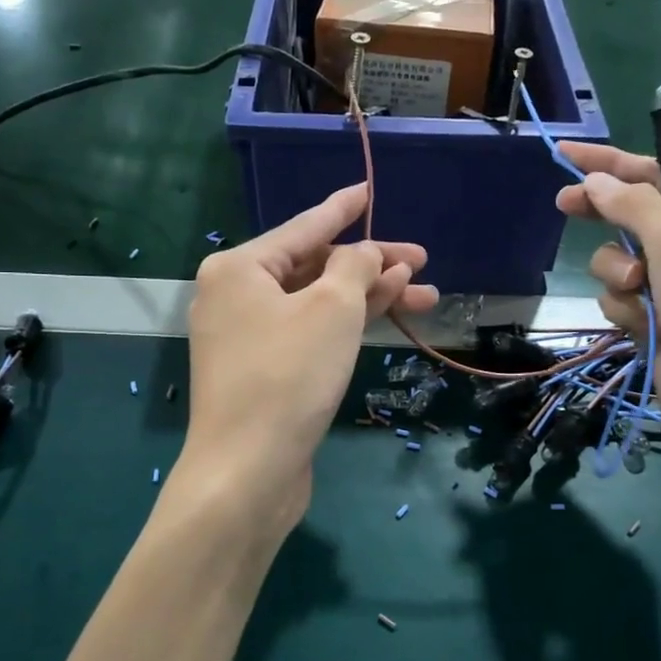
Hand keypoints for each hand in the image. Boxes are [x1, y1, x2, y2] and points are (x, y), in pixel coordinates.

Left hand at [181, 183, 436, 529]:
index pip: (303, 227)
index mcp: (240, 268)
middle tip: (423, 261)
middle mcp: (237, 296)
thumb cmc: (289, 375)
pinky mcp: (265, 372)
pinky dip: (346, 323)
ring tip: (424, 293)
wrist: (248, 471)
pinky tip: (386, 315)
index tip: (369, 189)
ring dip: (368, 296)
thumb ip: (355, 266)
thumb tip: (367, 253)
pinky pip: (311, 332)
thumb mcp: (331, 308)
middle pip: (314, 267)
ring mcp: (249, 337)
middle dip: (370, 264)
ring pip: (317, 303)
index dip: (343, 208)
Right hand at [555, 144, 660, 471]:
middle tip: (564, 206)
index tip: (566, 155)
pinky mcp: (658, 327)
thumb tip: (594, 181)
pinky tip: (644, 328)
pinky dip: (625, 310)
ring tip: (640, 293)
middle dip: (608, 218)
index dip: (612, 164)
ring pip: (621, 264)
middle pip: (637, 218)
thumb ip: (633, 204)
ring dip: (620, 274)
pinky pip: (621, 301)